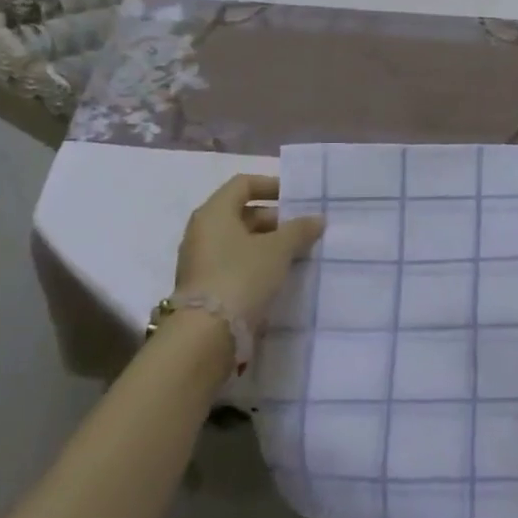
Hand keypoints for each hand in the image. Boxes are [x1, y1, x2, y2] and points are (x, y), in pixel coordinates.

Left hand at [173, 174, 324, 328]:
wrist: (206, 333)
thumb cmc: (242, 276)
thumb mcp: (278, 249)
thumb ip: (299, 230)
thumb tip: (317, 218)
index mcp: (214, 212)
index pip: (243, 184)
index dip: (271, 185)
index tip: (296, 198)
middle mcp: (202, 230)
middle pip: (241, 212)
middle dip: (274, 218)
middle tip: (302, 229)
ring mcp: (200, 259)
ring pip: (238, 239)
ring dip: (267, 241)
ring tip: (296, 252)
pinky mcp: (204, 284)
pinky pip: (234, 261)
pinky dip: (256, 261)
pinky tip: (278, 273)